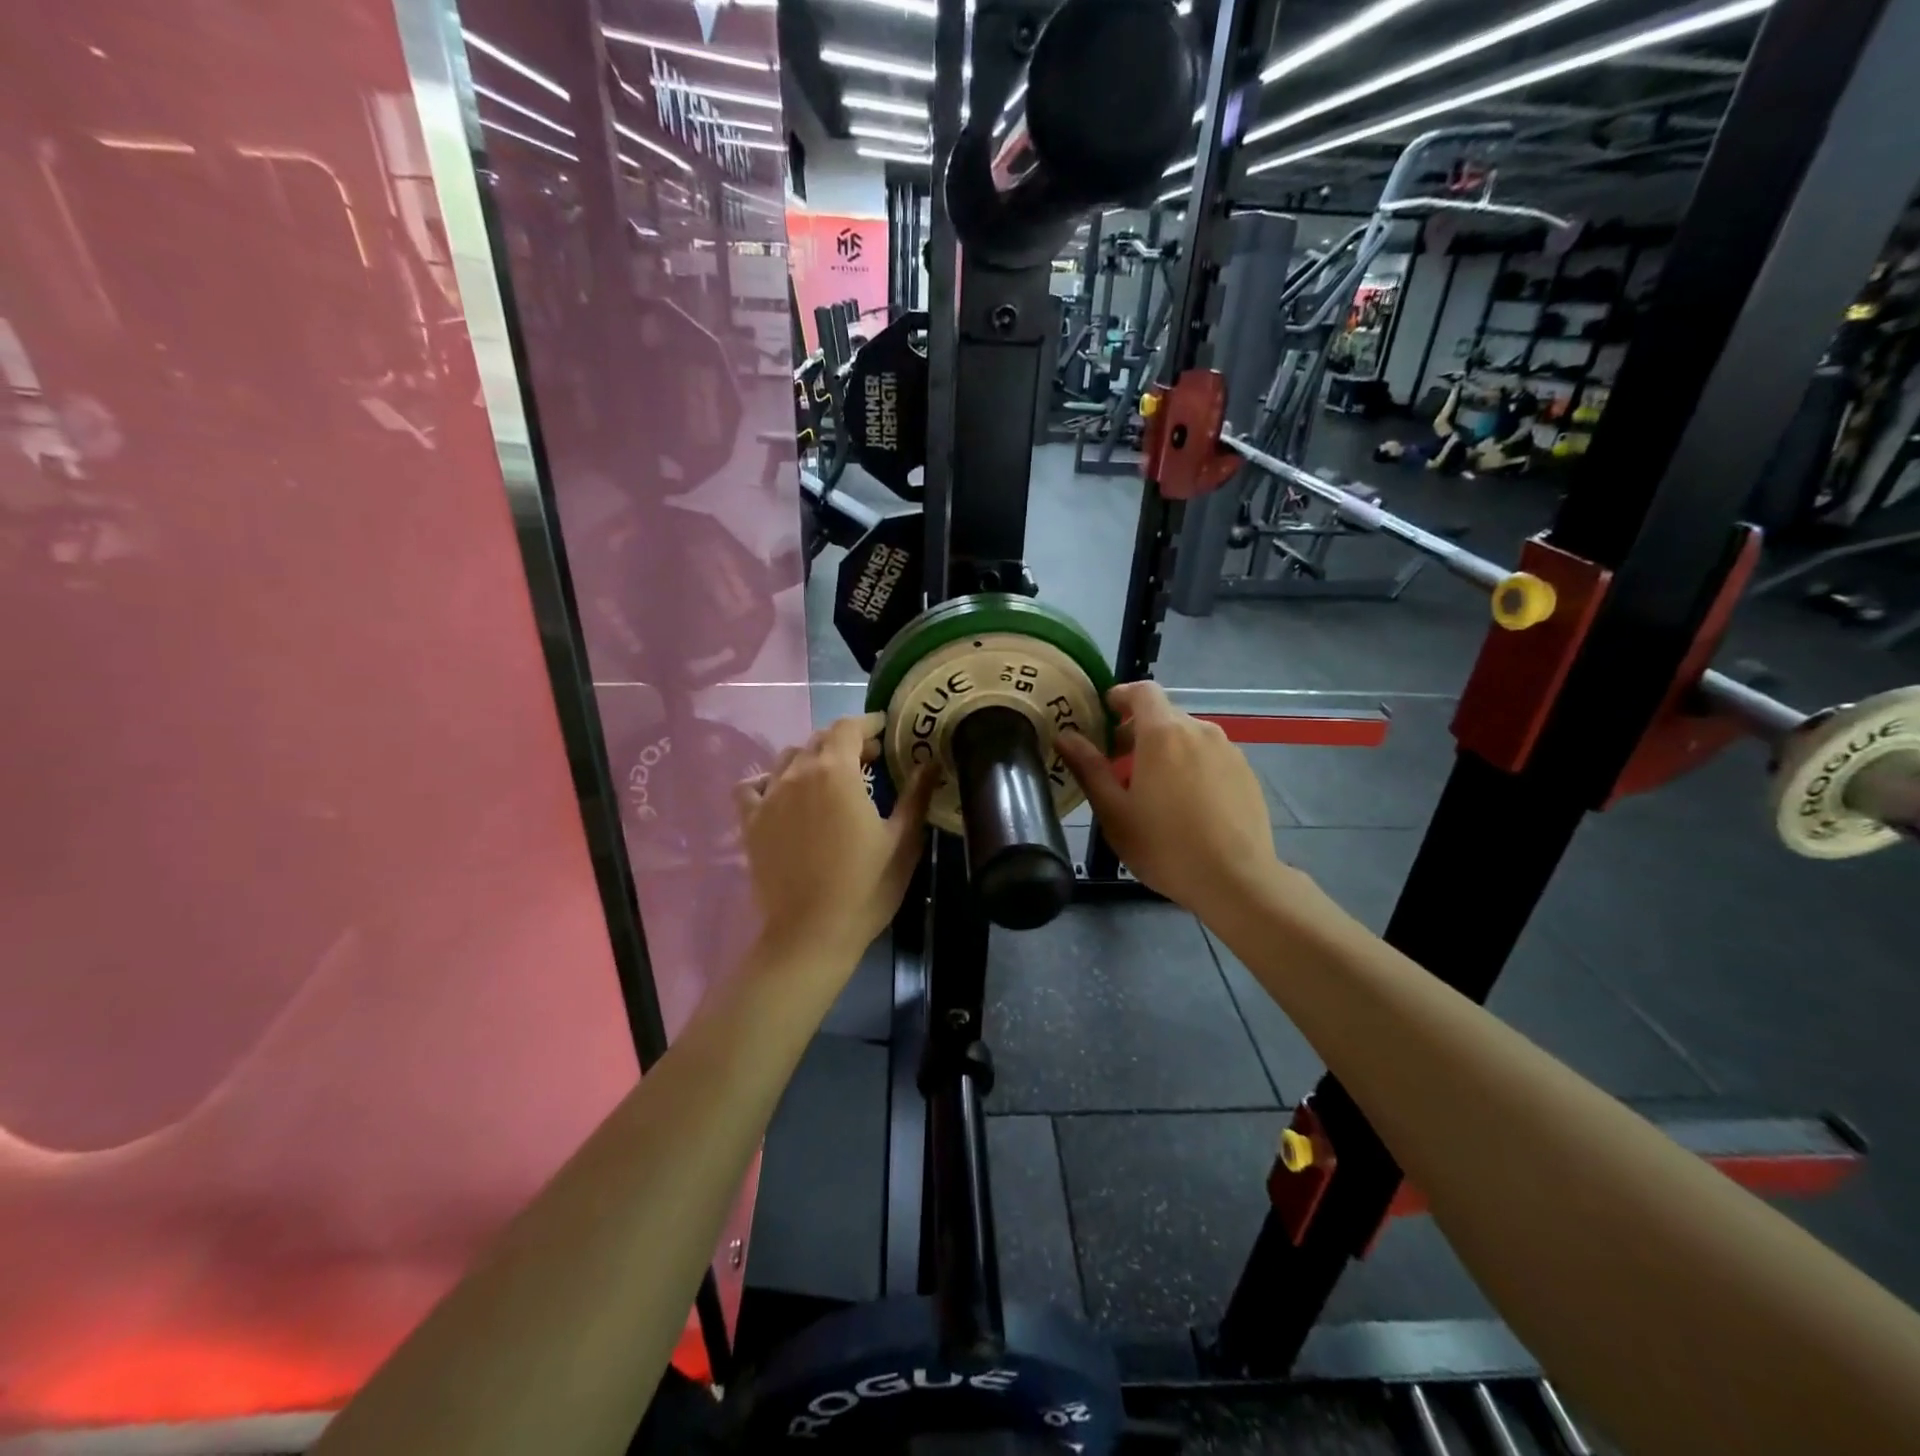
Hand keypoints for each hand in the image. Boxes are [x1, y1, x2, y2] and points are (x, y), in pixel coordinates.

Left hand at [735, 715, 935, 962]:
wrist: (811, 934)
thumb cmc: (866, 887)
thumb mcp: (902, 841)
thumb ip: (916, 795)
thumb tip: (930, 762)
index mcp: (837, 772)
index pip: (848, 727)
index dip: (868, 723)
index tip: (885, 731)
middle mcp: (798, 774)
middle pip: (819, 739)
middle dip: (846, 741)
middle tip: (869, 760)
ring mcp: (769, 797)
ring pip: (788, 758)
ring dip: (812, 758)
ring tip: (829, 778)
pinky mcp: (750, 822)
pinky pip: (752, 786)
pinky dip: (769, 781)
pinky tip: (783, 795)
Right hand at [1057, 682, 1283, 918]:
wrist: (1237, 880)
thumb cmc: (1165, 846)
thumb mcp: (1114, 812)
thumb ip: (1089, 768)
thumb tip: (1066, 736)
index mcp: (1163, 734)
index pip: (1142, 691)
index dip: (1120, 696)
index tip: (1104, 714)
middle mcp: (1199, 731)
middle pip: (1164, 715)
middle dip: (1137, 731)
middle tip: (1118, 765)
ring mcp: (1228, 751)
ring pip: (1188, 737)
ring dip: (1166, 750)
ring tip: (1153, 790)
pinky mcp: (1246, 773)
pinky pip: (1210, 756)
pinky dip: (1192, 766)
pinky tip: (1187, 805)